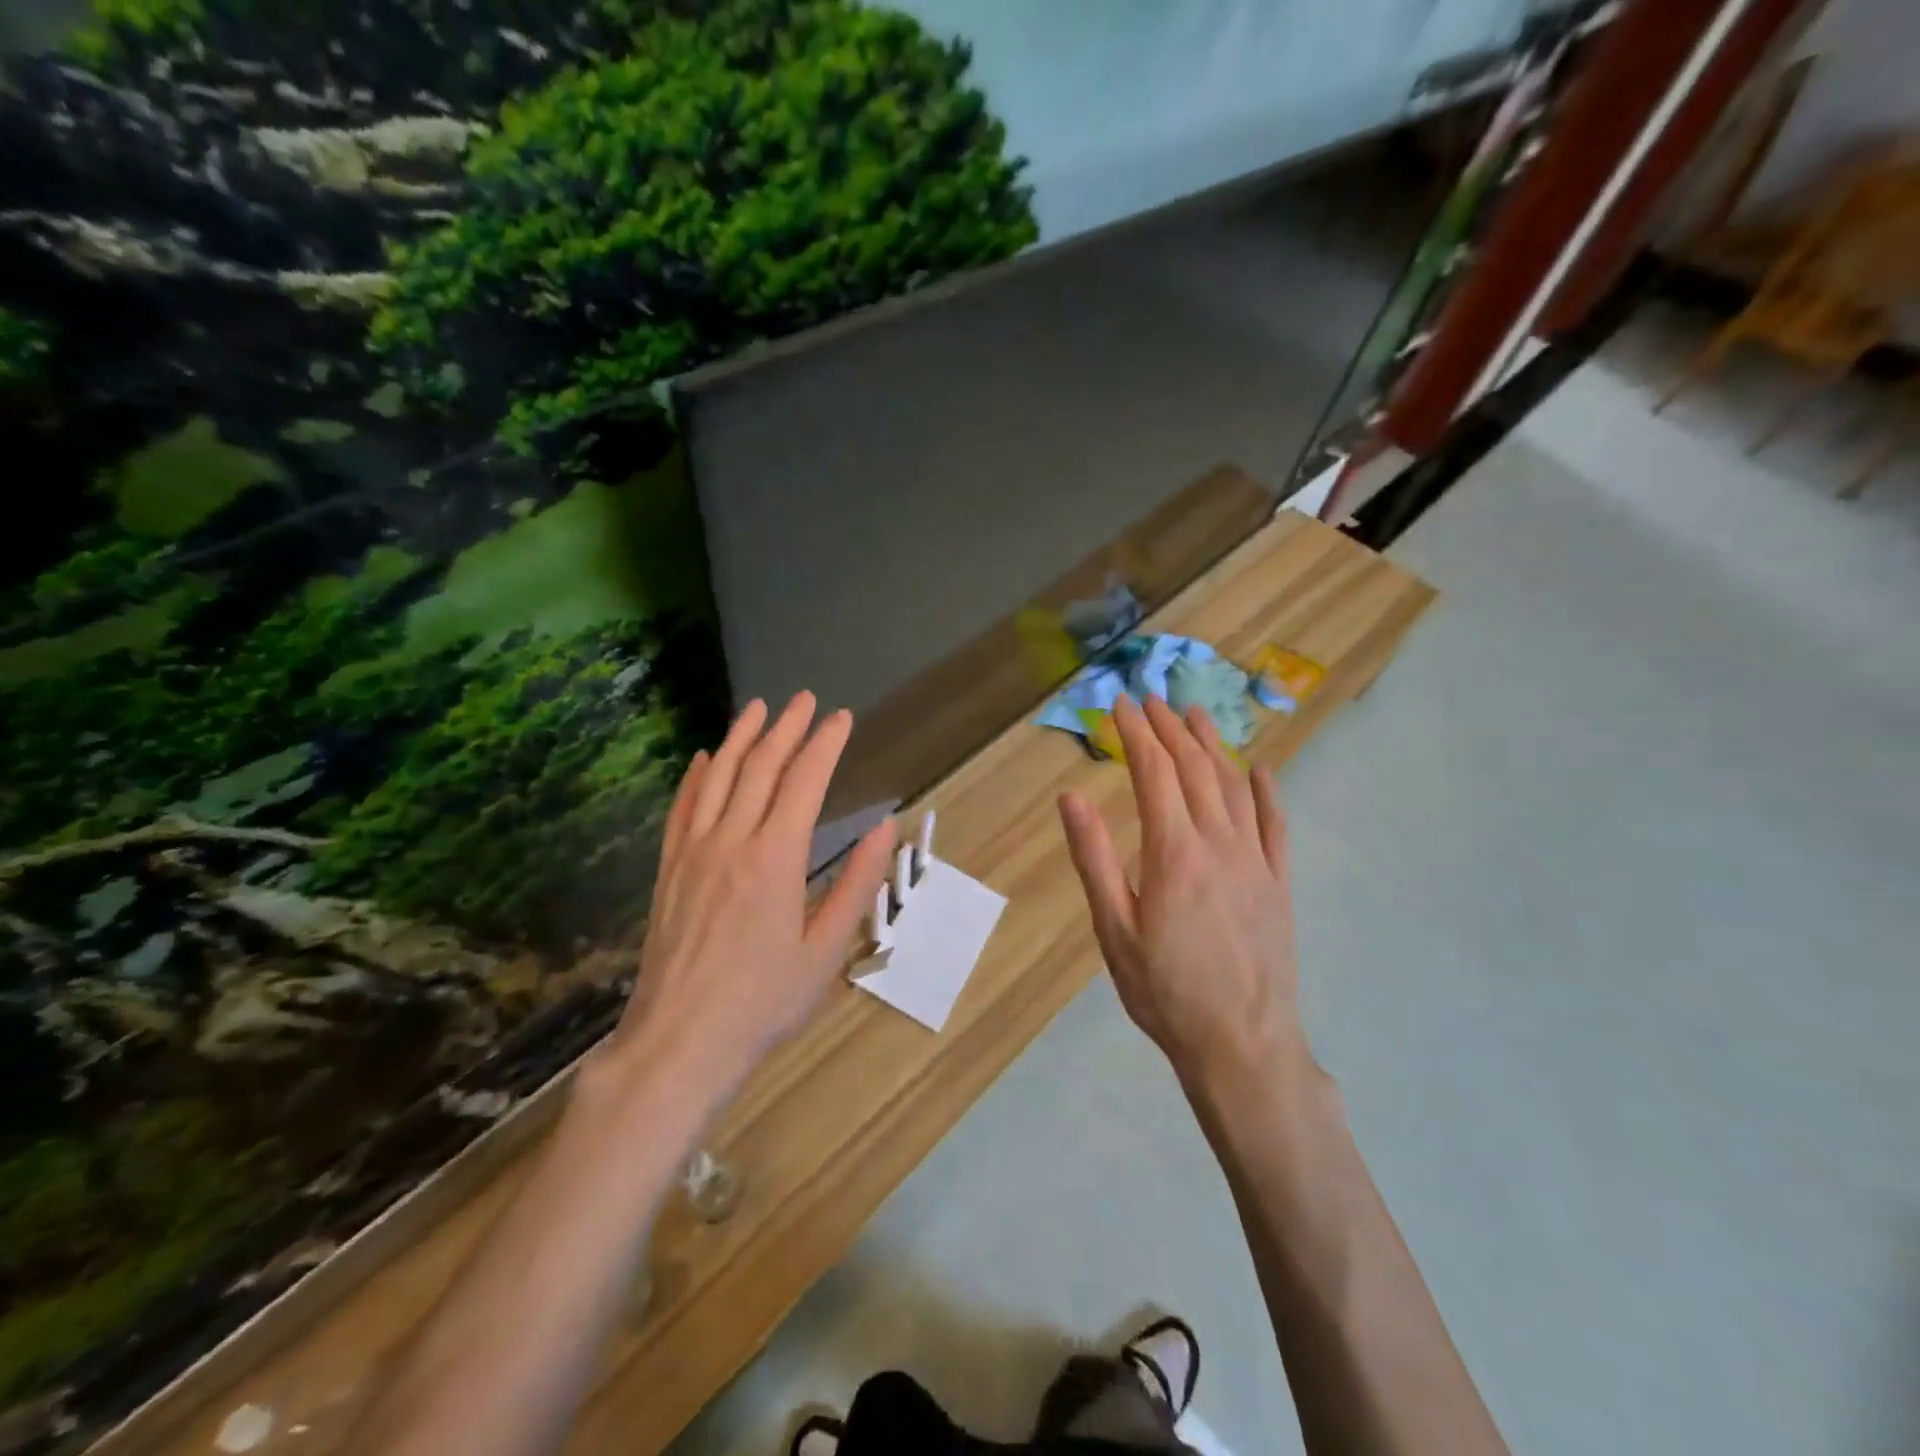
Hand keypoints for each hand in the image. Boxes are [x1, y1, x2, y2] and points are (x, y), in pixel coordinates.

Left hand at [611, 693, 895, 1100]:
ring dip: (740, 737)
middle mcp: (731, 841)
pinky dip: (696, 776)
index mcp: (776, 858)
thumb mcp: (826, 950)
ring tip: (757, 707)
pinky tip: (705, 757)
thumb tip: (885, 828)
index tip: (841, 718)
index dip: (825, 744)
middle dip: (786, 727)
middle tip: (804, 700)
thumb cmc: (764, 1002)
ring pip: (718, 777)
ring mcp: (693, 852)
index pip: (804, 781)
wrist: (679, 1043)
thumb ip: (856, 883)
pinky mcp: (669, 870)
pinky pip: (682, 808)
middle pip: (760, 767)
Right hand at [1057, 695, 1305, 1087]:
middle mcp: (1219, 843)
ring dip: (1213, 745)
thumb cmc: (1164, 991)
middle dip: (1170, 728)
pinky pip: (1275, 824)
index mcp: (1173, 852)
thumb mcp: (1113, 929)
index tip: (1120, 704)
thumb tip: (1071, 796)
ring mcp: (1256, 861)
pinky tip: (1260, 770)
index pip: (1152, 772)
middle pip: (1194, 769)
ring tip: (1196, 715)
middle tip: (1152, 698)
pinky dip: (1267, 790)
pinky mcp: (1279, 882)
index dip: (1136, 733)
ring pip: (1234, 786)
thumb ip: (1094, 858)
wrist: (1242, 1044)